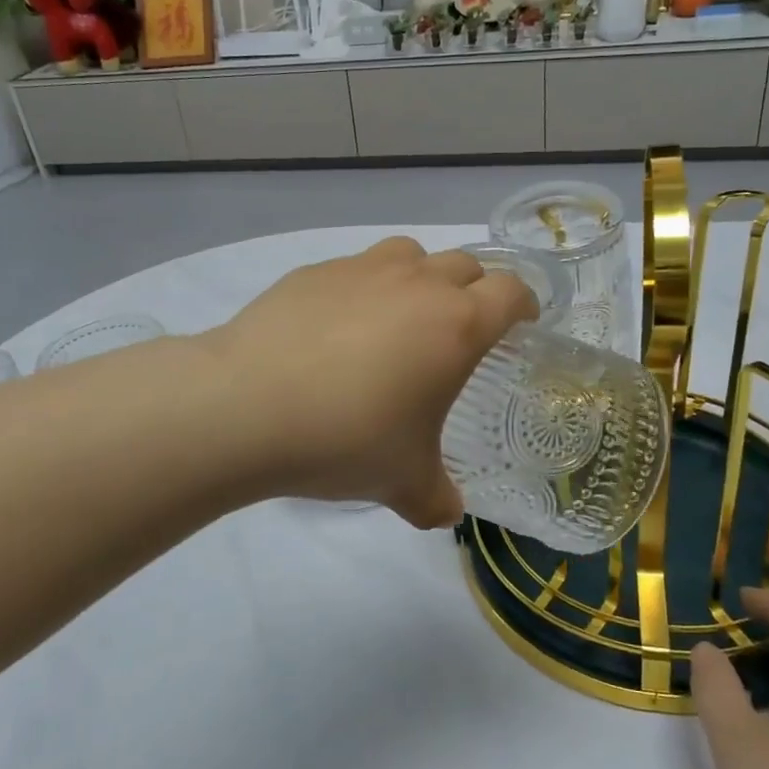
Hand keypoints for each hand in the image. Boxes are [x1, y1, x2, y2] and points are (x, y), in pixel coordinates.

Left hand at [200, 238, 538, 527]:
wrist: (246, 407)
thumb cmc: (345, 440)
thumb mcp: (402, 482)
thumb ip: (435, 498)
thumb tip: (445, 513)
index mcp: (455, 325)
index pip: (510, 292)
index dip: (522, 305)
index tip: (520, 323)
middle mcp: (414, 284)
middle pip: (464, 264)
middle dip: (473, 291)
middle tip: (459, 331)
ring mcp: (359, 270)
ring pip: (409, 254)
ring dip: (419, 277)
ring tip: (400, 319)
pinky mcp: (311, 272)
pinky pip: (353, 269)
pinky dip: (361, 289)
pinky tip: (334, 331)